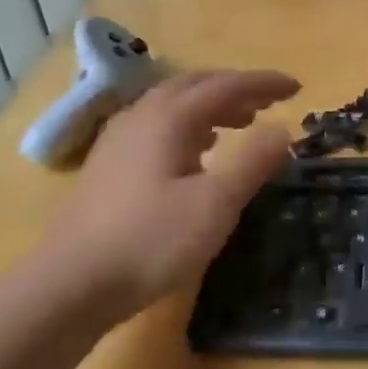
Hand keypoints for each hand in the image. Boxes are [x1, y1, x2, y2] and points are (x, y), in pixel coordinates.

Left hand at [27, 70, 298, 320]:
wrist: (70, 285)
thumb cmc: (150, 241)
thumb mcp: (215, 204)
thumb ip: (253, 162)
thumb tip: (282, 128)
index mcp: (169, 117)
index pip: (226, 85)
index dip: (264, 83)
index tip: (297, 87)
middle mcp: (141, 116)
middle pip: (195, 86)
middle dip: (236, 89)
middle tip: (268, 103)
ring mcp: (119, 140)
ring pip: (173, 105)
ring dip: (211, 107)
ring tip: (239, 124)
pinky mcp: (108, 166)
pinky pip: (157, 127)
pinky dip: (188, 127)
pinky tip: (196, 154)